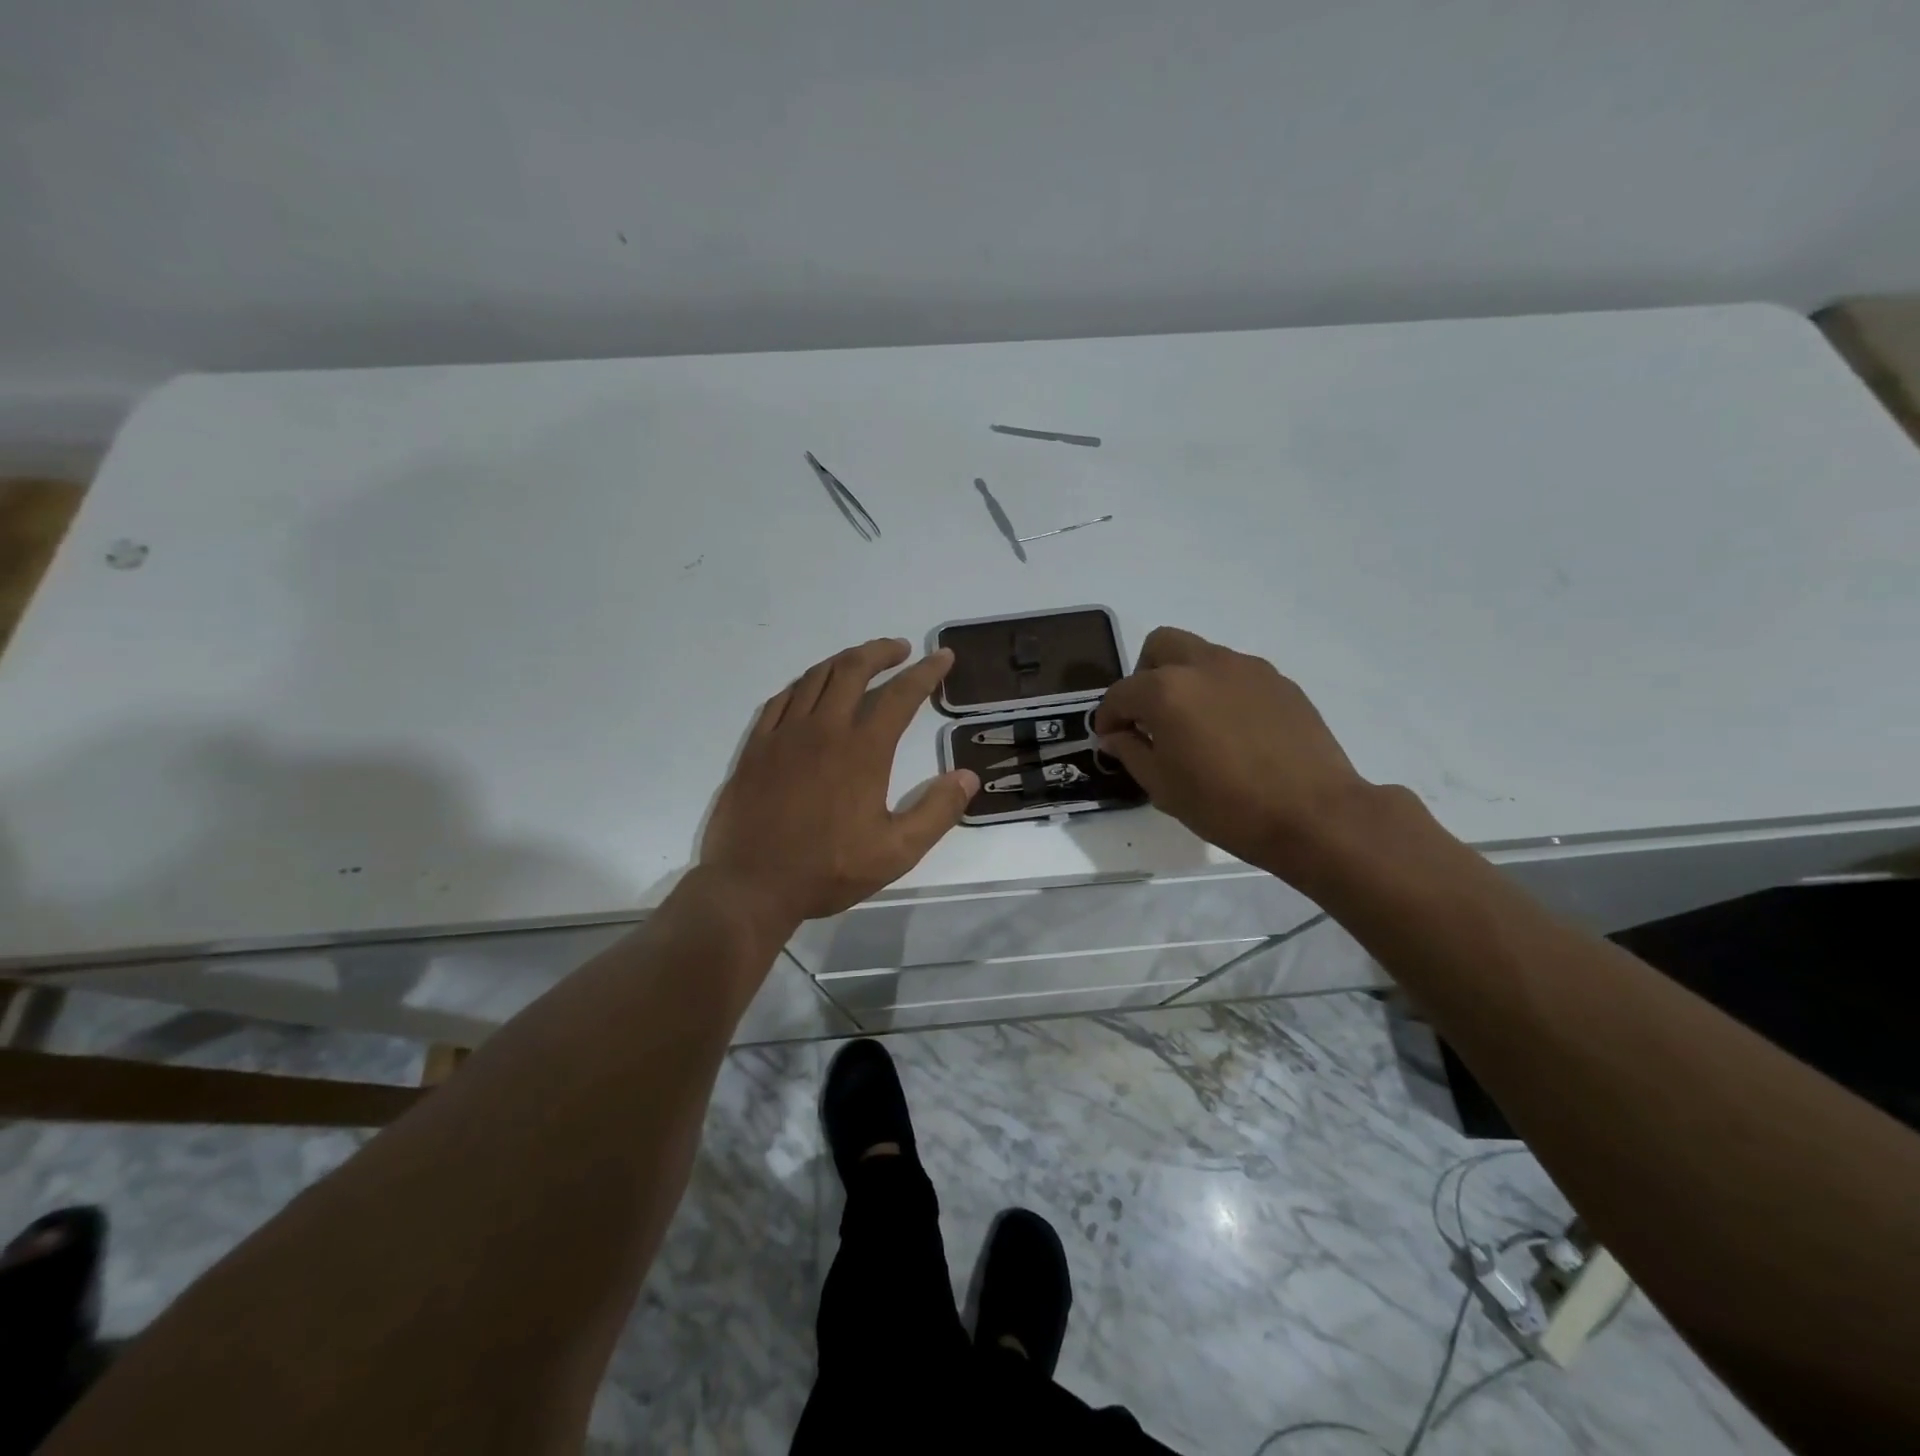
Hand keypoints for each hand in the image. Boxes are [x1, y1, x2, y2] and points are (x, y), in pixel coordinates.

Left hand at [701, 639, 979, 927]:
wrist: (751, 885)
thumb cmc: (828, 870)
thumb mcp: (896, 852)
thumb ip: (936, 812)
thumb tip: (967, 776)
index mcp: (862, 750)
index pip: (901, 694)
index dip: (927, 672)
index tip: (943, 657)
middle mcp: (823, 729)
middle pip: (854, 669)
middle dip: (882, 651)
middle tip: (901, 649)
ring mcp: (784, 734)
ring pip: (816, 677)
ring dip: (844, 661)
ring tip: (862, 661)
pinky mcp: (756, 746)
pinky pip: (782, 699)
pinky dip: (805, 684)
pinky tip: (811, 690)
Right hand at [1093, 627, 1378, 875]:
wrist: (1313, 814)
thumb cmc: (1225, 806)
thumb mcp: (1162, 787)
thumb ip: (1130, 751)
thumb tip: (1115, 735)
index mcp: (1166, 690)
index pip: (1121, 692)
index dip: (1108, 716)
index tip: (1109, 737)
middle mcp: (1204, 665)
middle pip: (1160, 646)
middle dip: (1144, 675)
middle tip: (1148, 715)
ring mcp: (1246, 668)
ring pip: (1201, 655)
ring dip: (1184, 680)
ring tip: (1194, 725)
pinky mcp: (1279, 681)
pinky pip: (1235, 674)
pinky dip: (1220, 691)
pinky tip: (1232, 731)